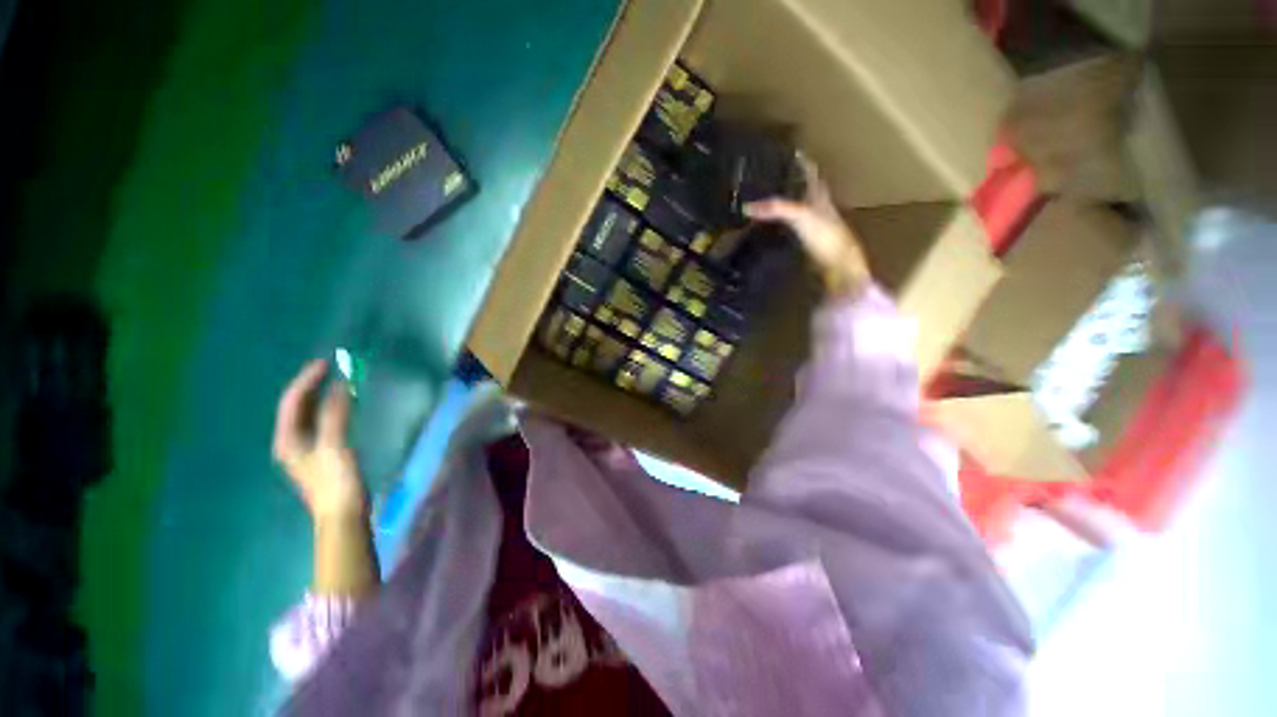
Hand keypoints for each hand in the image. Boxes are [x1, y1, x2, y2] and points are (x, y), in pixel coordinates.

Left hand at [273, 359, 366, 521]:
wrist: (343, 514)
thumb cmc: (335, 481)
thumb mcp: (335, 446)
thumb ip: (335, 415)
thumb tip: (342, 385)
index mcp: (288, 439)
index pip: (293, 402)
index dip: (307, 380)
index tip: (326, 363)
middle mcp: (291, 441)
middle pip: (298, 406)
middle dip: (313, 385)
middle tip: (333, 368)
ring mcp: (305, 448)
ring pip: (310, 414)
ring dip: (322, 396)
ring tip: (338, 381)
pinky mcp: (321, 453)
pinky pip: (322, 422)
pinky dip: (331, 408)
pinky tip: (343, 405)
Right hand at [744, 158, 869, 296]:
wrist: (839, 266)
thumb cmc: (826, 236)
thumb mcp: (799, 216)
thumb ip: (775, 209)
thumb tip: (746, 208)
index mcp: (819, 195)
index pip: (810, 172)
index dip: (801, 161)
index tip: (789, 152)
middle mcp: (818, 206)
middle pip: (803, 189)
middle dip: (790, 182)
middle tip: (769, 177)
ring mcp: (814, 225)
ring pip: (797, 209)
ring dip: (784, 204)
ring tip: (765, 200)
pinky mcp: (808, 242)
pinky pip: (792, 228)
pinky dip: (781, 226)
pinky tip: (771, 228)